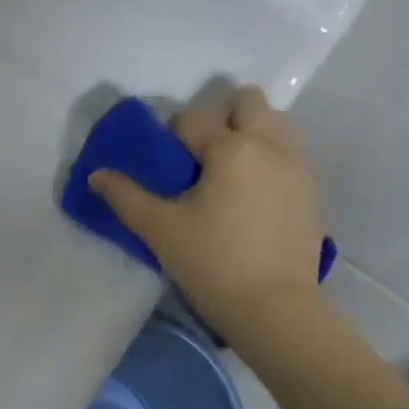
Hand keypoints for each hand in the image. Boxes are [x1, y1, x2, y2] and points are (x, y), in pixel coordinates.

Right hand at [91, 86, 325, 335]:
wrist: (274, 308)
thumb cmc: (212, 264)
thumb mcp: (160, 230)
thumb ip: (125, 196)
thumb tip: (96, 175)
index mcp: (231, 148)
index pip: (191, 118)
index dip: (171, 136)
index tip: (165, 167)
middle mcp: (270, 144)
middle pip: (246, 101)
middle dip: (219, 116)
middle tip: (200, 157)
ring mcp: (298, 165)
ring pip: (274, 122)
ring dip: (249, 132)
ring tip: (228, 173)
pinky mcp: (312, 189)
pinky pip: (289, 152)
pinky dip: (268, 157)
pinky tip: (251, 196)